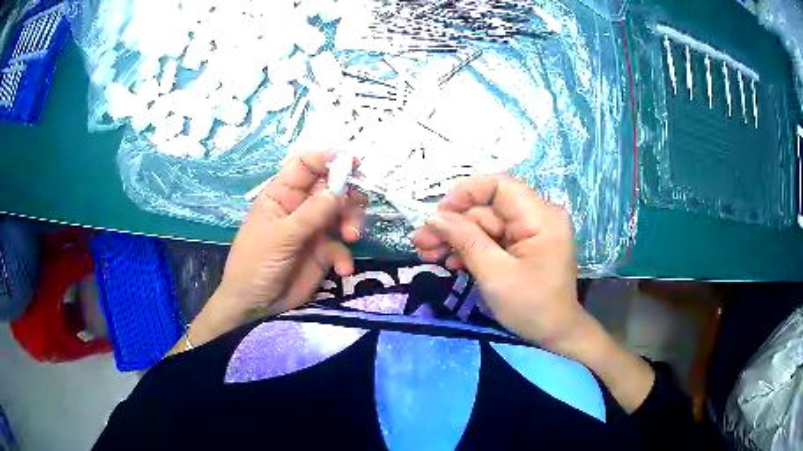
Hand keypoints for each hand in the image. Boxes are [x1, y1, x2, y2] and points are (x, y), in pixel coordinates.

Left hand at [188, 149, 364, 346]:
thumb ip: (311, 213)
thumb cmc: (255, 263)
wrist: (255, 305)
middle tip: (353, 210)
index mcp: (283, 193)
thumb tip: (339, 189)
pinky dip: (346, 256)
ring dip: (351, 222)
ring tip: (350, 238)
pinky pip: (342, 246)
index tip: (352, 163)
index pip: (307, 164)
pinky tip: (342, 269)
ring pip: (343, 213)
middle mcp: (301, 206)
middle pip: (333, 187)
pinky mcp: (323, 252)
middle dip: (348, 196)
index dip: (329, 159)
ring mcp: (314, 229)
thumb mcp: (280, 236)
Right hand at [413, 175, 654, 412]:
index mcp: (541, 217)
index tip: (439, 215)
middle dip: (453, 224)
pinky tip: (450, 262)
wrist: (555, 334)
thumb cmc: (531, 307)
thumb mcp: (495, 275)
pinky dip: (470, 249)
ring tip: (426, 254)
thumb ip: (466, 241)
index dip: (466, 193)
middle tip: (420, 242)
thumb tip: (435, 217)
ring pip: (485, 224)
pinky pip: (492, 238)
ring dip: (456, 238)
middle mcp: (537, 216)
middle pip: (488, 208)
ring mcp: (530, 231)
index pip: (500, 186)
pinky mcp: (523, 245)